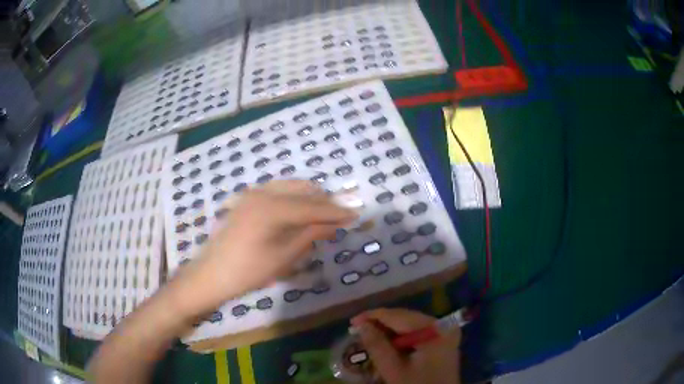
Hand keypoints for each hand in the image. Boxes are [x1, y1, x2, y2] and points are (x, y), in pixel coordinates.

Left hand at [171, 180, 357, 317]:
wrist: (211, 275)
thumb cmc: (248, 272)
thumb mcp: (284, 257)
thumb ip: (310, 235)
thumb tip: (334, 224)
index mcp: (273, 208)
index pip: (313, 207)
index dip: (336, 211)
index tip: (356, 214)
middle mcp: (263, 193)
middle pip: (303, 190)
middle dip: (324, 201)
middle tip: (341, 215)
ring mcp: (252, 194)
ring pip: (289, 187)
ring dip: (309, 197)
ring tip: (323, 213)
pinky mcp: (246, 199)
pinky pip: (276, 191)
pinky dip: (292, 197)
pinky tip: (299, 210)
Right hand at [351, 308, 460, 383]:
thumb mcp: (394, 370)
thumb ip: (377, 345)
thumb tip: (362, 325)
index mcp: (435, 329)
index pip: (399, 315)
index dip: (373, 316)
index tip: (352, 322)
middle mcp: (442, 326)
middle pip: (405, 319)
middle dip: (380, 326)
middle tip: (358, 333)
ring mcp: (444, 334)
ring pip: (410, 327)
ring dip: (389, 335)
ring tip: (370, 342)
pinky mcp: (442, 343)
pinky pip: (417, 335)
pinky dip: (401, 342)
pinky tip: (387, 349)